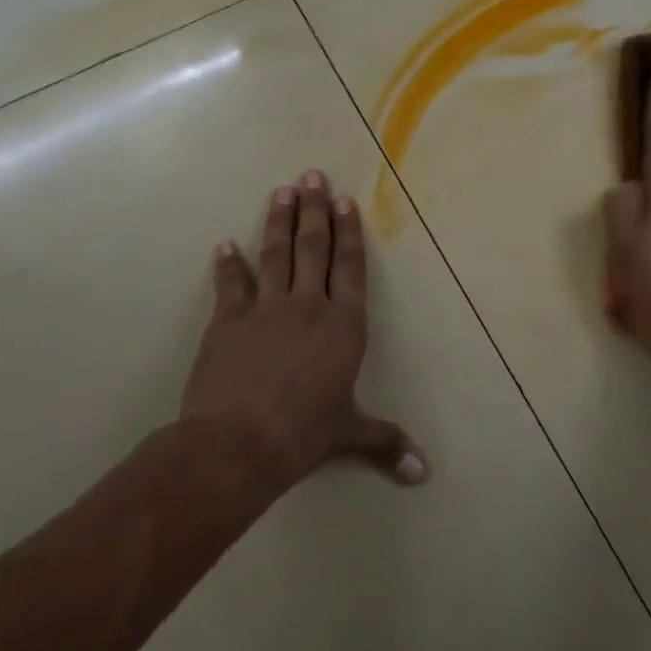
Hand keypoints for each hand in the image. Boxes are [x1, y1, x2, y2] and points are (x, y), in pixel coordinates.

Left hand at [179, 170, 427, 488]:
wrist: (238, 442)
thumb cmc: (304, 433)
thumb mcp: (350, 434)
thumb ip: (387, 443)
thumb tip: (424, 474)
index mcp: (345, 325)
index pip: (351, 267)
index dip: (349, 232)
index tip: (344, 201)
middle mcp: (310, 306)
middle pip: (314, 248)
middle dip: (315, 210)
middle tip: (313, 176)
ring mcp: (267, 309)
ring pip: (277, 254)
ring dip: (279, 220)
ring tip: (282, 190)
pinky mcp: (229, 320)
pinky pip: (231, 284)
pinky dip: (229, 264)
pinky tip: (226, 244)